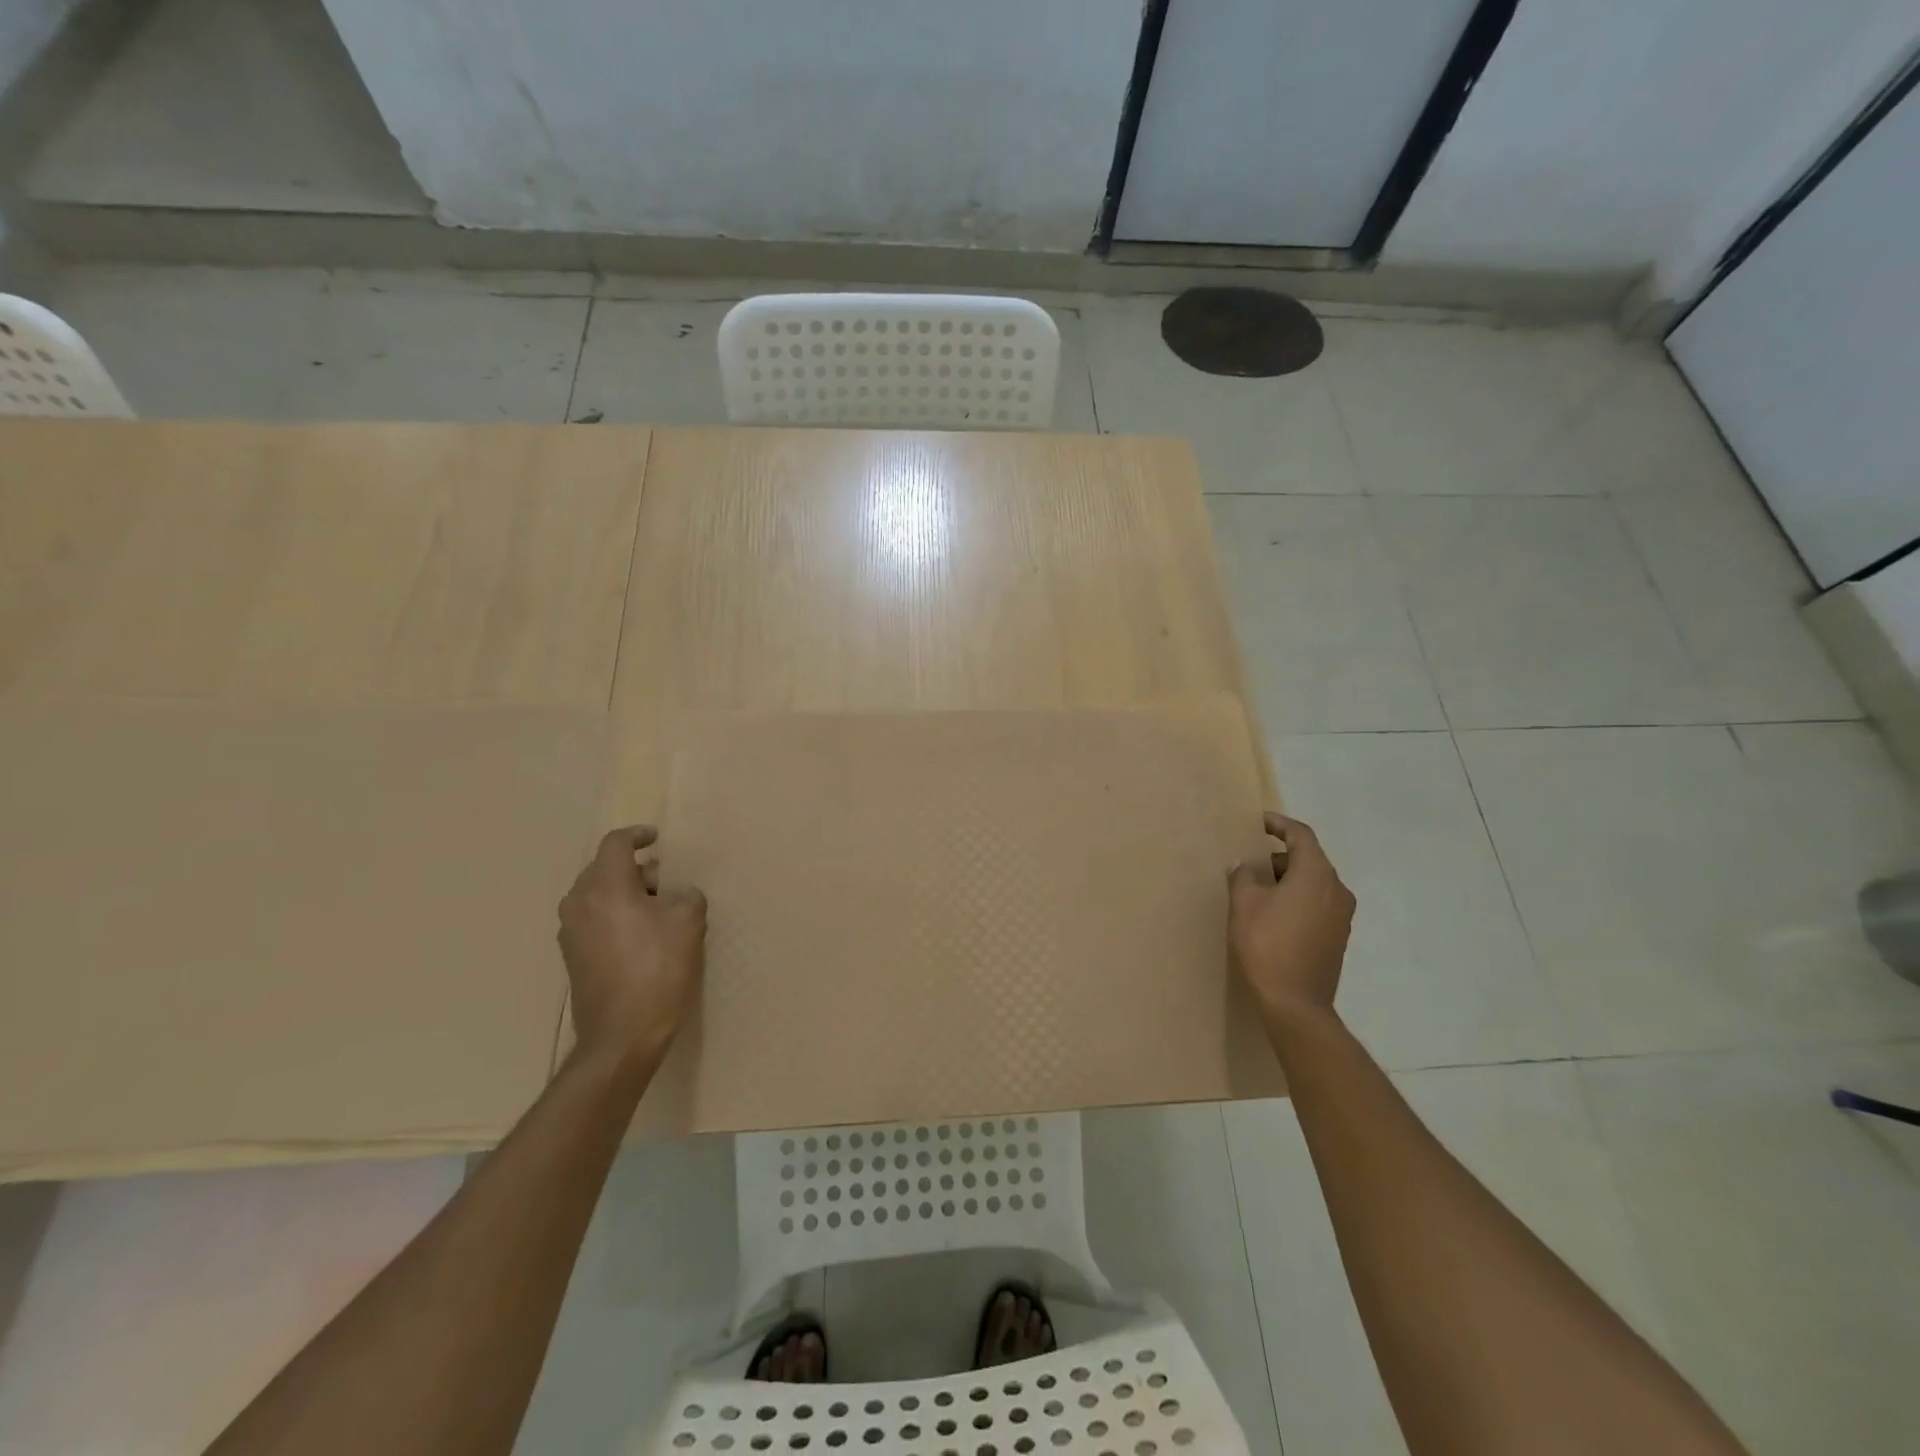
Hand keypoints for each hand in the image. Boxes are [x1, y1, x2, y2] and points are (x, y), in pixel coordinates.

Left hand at [557, 826, 706, 1073]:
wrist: (621, 1036)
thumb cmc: (657, 970)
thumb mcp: (688, 922)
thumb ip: (685, 895)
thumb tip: (676, 895)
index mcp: (604, 887)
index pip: (615, 844)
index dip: (638, 835)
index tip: (657, 838)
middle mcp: (579, 904)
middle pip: (603, 869)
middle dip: (635, 869)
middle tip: (664, 882)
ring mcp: (571, 932)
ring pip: (597, 895)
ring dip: (625, 893)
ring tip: (655, 910)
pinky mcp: (572, 957)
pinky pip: (593, 919)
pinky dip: (615, 915)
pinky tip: (640, 936)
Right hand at [1228, 813, 1354, 1024]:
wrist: (1295, 1003)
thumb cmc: (1267, 945)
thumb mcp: (1244, 904)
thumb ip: (1243, 876)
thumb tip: (1244, 866)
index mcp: (1316, 874)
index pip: (1300, 835)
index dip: (1279, 824)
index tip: (1258, 822)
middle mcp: (1337, 890)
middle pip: (1309, 859)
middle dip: (1279, 856)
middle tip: (1251, 863)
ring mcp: (1342, 916)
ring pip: (1313, 883)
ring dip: (1287, 880)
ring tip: (1258, 891)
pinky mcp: (1338, 938)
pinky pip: (1317, 904)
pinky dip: (1297, 899)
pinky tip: (1273, 915)